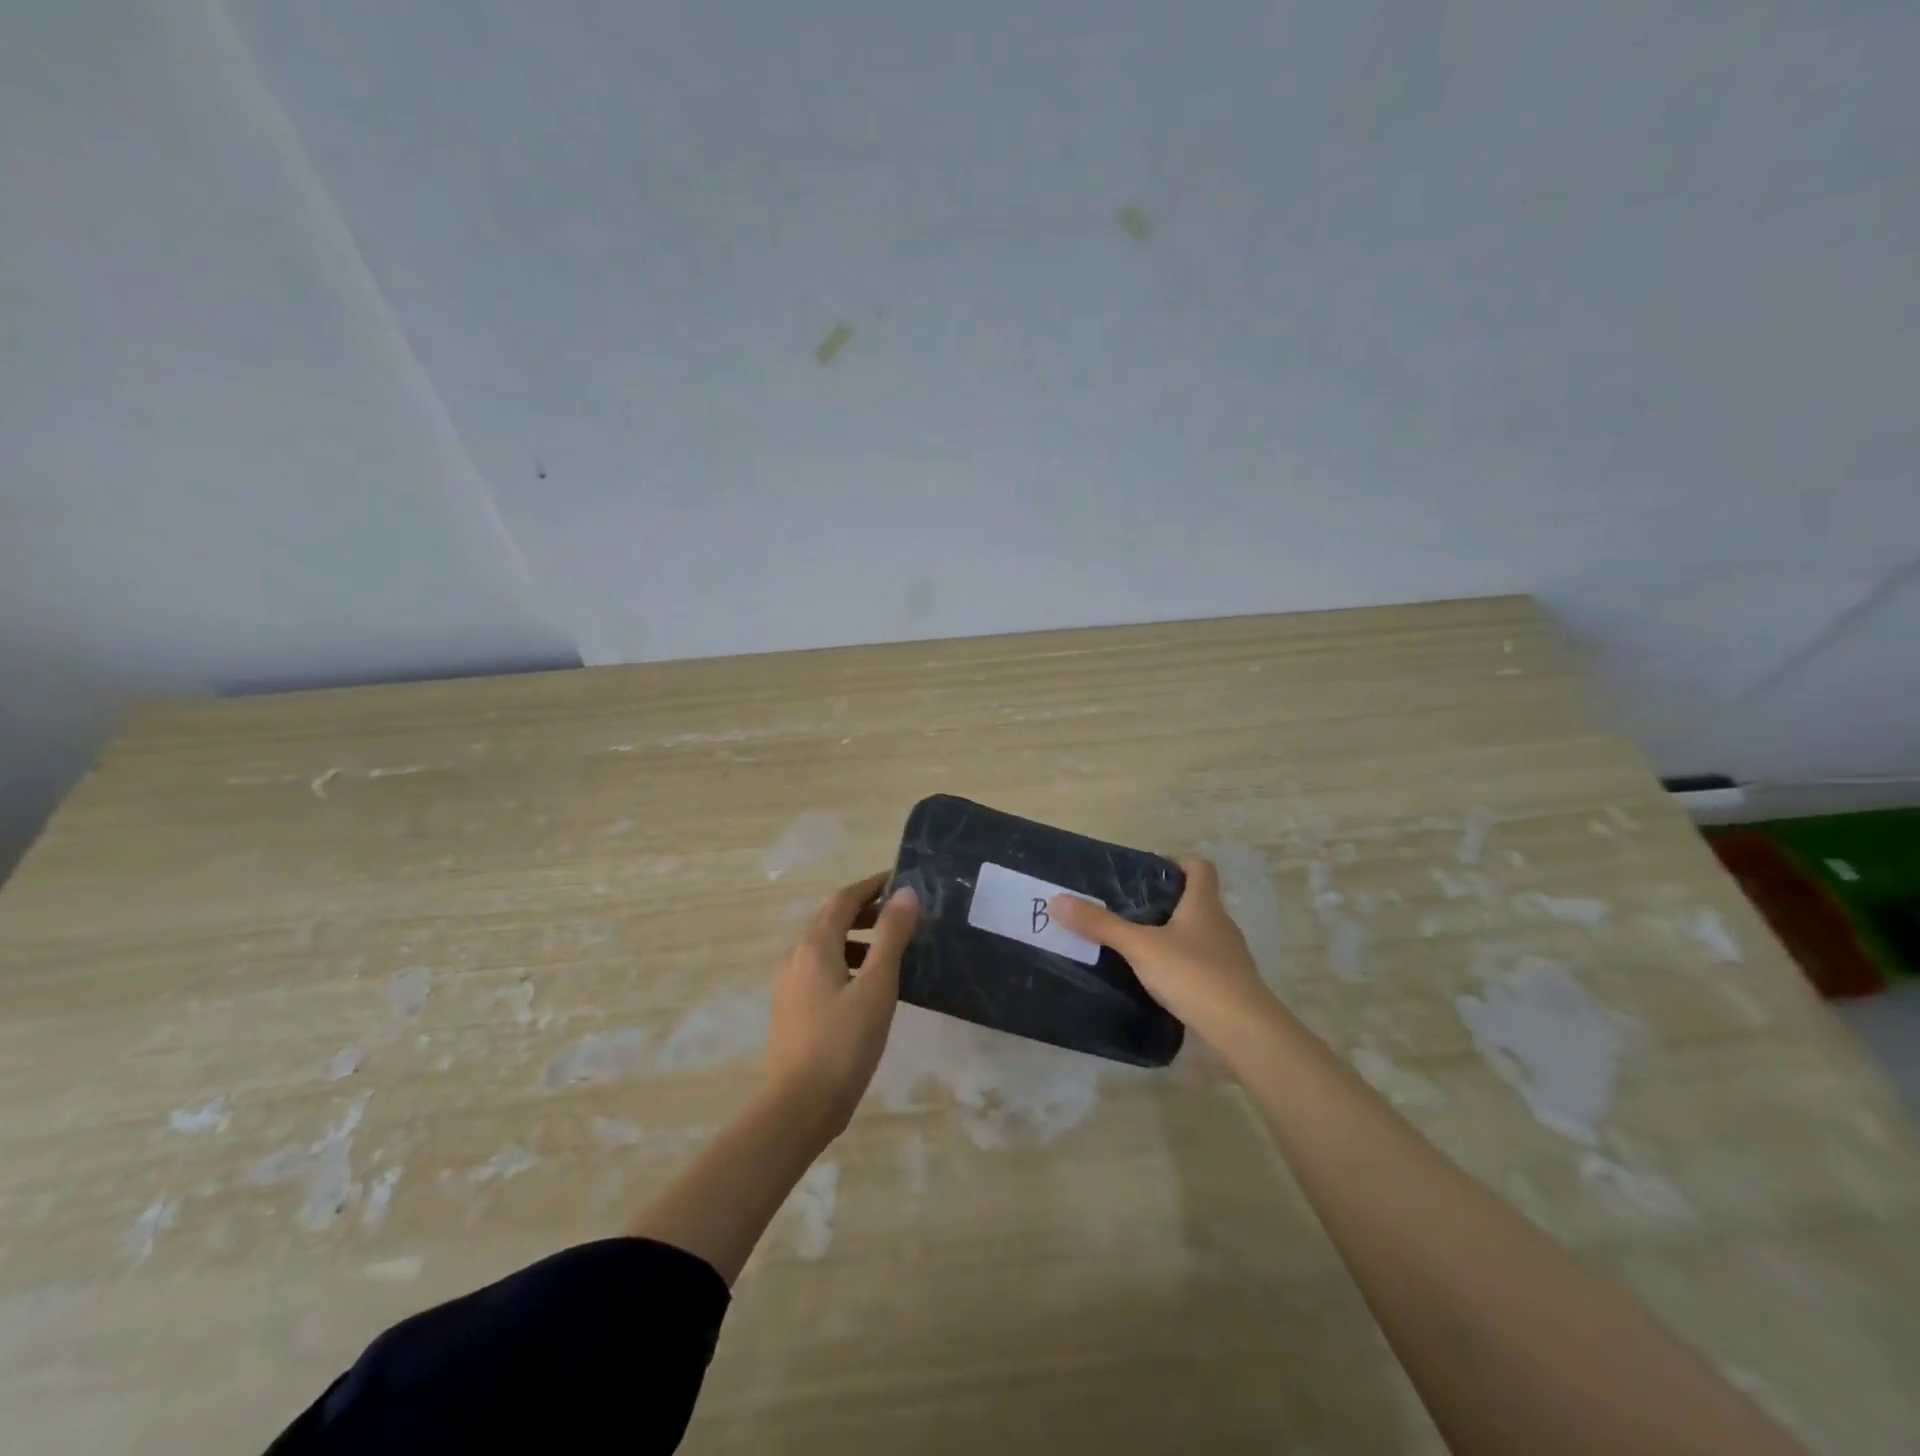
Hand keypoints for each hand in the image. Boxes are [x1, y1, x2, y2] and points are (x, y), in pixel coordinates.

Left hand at [765, 872, 918, 1137]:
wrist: (797, 1108)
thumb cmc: (843, 1044)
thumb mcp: (877, 987)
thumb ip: (891, 936)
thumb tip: (905, 893)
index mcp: (815, 947)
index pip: (843, 899)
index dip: (871, 885)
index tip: (900, 880)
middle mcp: (796, 958)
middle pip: (831, 921)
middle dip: (865, 911)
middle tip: (901, 915)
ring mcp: (789, 986)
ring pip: (825, 948)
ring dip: (857, 939)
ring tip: (891, 952)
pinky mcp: (791, 1011)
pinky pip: (821, 971)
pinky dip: (847, 964)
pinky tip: (867, 989)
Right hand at [1050, 858, 1274, 1042]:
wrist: (1243, 1030)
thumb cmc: (1194, 974)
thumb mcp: (1140, 947)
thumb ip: (1101, 925)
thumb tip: (1057, 900)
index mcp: (1204, 905)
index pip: (1200, 868)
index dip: (1178, 863)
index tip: (1150, 872)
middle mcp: (1221, 924)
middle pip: (1198, 901)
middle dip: (1167, 902)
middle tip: (1131, 910)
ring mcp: (1229, 957)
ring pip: (1199, 934)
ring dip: (1174, 935)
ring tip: (1139, 946)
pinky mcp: (1229, 986)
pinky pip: (1203, 964)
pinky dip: (1183, 965)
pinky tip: (1161, 980)